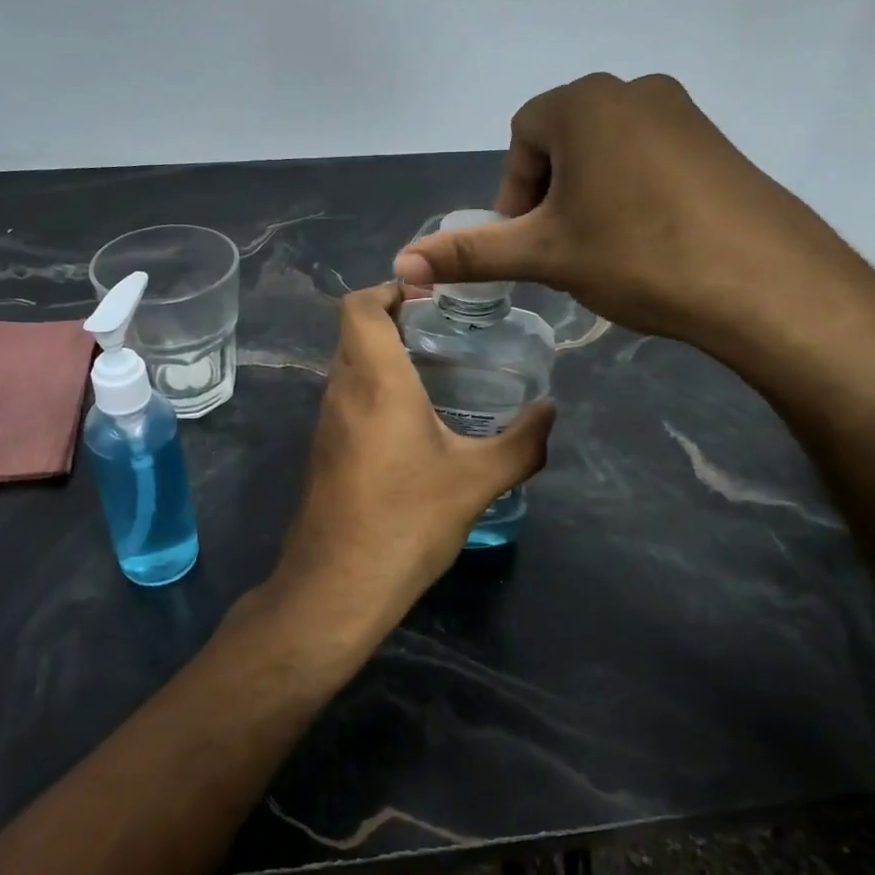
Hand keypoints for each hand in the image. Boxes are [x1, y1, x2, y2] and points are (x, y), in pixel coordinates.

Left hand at [266, 284, 553, 643]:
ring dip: (384, 356)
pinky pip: (348, 398)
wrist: (337, 585)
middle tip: (446, 331)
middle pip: (355, 331)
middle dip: (395, 320)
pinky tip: (413, 422)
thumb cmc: (406, 520)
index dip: (389, 289)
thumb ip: (521, 442)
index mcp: (375, 379)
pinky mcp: (323, 449)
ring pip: (350, 364)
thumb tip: (550, 411)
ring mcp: (326, 421)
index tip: (430, 296)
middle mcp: (342, 389)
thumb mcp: (477, 481)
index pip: (360, 305)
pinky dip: (375, 389)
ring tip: (437, 371)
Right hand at [392, 73, 874, 373]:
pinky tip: (649, 243)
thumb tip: (400, 263)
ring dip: (589, 197)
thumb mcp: (545, 254)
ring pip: (606, 152)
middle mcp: (634, 90)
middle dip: (550, 196)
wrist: (765, 282)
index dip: (514, 194)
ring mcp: (683, 113)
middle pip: (563, 142)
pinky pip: (650, 160)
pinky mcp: (717, 143)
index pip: (522, 138)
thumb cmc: (638, 254)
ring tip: (605, 251)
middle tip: (563, 250)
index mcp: (585, 102)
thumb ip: (470, 254)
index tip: (530, 242)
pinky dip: (632, 195)